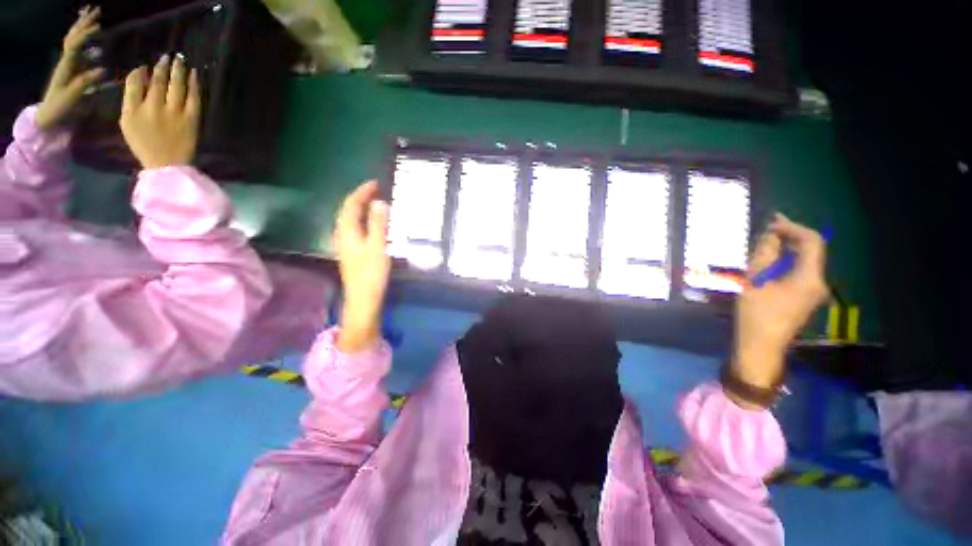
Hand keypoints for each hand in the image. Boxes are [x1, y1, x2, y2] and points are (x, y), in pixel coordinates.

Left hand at [35, 6, 104, 129]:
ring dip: (84, 29)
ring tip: (96, 20)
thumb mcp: (72, 98)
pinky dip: (86, 43)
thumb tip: (102, 69)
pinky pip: (79, 52)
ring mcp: (69, 66)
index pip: (74, 44)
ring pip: (75, 42)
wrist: (49, 118)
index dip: (85, 34)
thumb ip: (85, 83)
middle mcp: (66, 62)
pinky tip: (95, 41)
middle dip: (83, 24)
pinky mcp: (73, 71)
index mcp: (66, 66)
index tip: (99, 26)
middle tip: (96, 12)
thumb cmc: (60, 109)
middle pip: (73, 37)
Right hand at [119, 54, 200, 169]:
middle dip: (161, 67)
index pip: (134, 83)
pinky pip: (193, 97)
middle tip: (166, 56)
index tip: (145, 65)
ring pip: (175, 85)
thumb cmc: (144, 145)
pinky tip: (194, 73)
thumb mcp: (128, 123)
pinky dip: (193, 84)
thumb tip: (138, 77)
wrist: (167, 165)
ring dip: (178, 70)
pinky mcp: (190, 119)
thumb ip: (130, 101)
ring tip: (179, 59)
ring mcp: (173, 113)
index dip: (140, 71)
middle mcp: (152, 108)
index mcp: (133, 110)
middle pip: (157, 81)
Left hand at [333, 181, 390, 352]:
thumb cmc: (371, 272)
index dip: (362, 192)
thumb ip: (378, 224)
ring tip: (374, 203)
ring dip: (361, 209)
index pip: (351, 205)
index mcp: (347, 231)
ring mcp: (346, 245)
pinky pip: (355, 228)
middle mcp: (343, 235)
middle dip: (359, 198)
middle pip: (347, 211)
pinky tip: (372, 224)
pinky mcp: (351, 252)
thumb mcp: (378, 246)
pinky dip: (363, 220)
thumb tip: (379, 202)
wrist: (363, 298)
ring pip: (350, 220)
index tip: (375, 183)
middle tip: (375, 191)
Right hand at [731, 213, 829, 395]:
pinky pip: (799, 271)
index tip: (771, 223)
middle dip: (790, 236)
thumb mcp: (754, 282)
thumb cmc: (755, 315)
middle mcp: (818, 282)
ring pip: (804, 261)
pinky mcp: (804, 298)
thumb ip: (764, 256)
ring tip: (762, 243)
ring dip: (786, 249)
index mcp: (809, 277)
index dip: (793, 228)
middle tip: (766, 228)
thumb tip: (770, 235)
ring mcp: (813, 291)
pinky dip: (785, 262)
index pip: (811, 242)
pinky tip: (768, 262)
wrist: (760, 347)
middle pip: (810, 250)